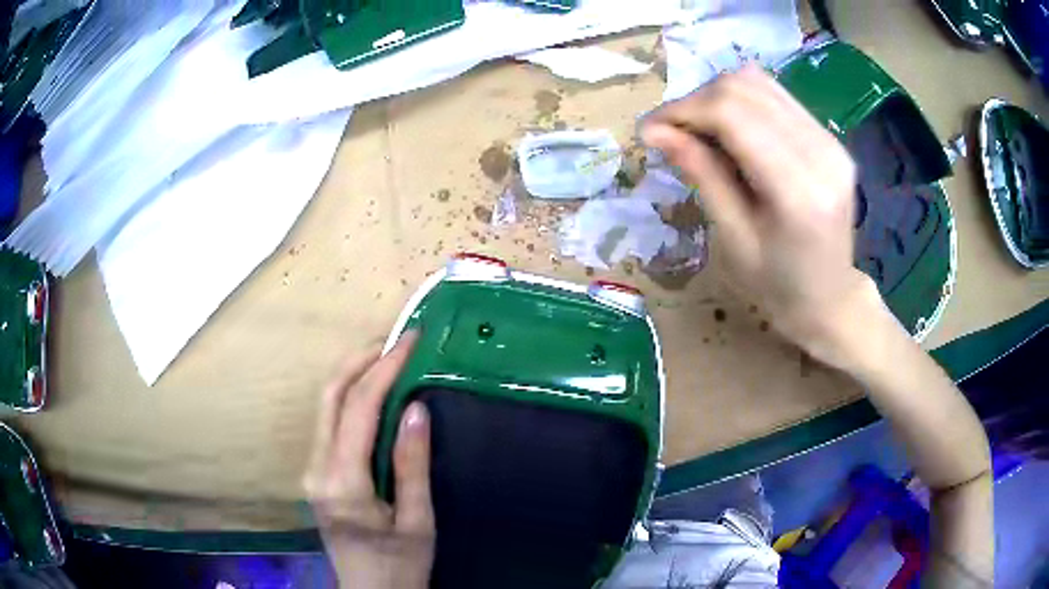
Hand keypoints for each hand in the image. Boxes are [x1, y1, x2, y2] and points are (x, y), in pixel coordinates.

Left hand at [304, 332, 433, 588]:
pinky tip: (375, 392)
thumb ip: (412, 465)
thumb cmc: (400, 566)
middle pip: (330, 396)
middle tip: (397, 340)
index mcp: (342, 482)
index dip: (384, 369)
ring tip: (390, 357)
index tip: (411, 341)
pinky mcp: (318, 474)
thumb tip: (416, 407)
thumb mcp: (418, 522)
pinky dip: (352, 397)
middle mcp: (317, 468)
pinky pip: (330, 423)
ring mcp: (313, 470)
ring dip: (355, 375)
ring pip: (326, 406)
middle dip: (361, 360)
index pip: (358, 408)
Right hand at [641, 65, 882, 367]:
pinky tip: (729, 130)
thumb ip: (702, 175)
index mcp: (799, 191)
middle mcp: (822, 153)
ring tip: (699, 130)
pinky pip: (775, 96)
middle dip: (696, 102)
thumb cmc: (777, 284)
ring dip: (717, 98)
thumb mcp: (733, 239)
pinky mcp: (830, 136)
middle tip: (671, 133)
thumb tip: (655, 130)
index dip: (683, 111)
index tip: (649, 131)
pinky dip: (741, 102)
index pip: (733, 114)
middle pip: (744, 89)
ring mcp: (831, 140)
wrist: (830, 296)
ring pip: (758, 82)